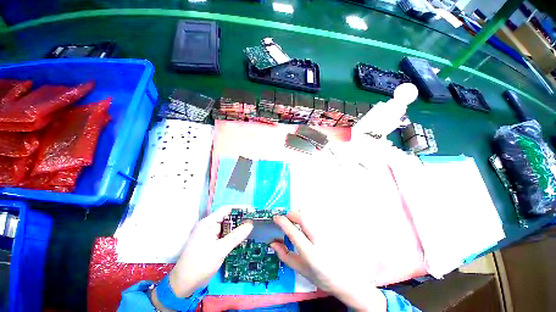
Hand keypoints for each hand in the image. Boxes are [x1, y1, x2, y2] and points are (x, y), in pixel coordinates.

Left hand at [154, 206, 252, 305]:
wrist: (184, 284)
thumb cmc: (200, 264)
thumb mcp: (220, 250)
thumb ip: (236, 236)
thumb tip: (250, 224)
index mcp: (208, 223)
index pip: (226, 210)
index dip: (239, 209)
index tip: (252, 211)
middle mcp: (210, 226)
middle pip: (228, 218)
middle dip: (240, 219)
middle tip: (254, 221)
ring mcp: (211, 234)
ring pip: (227, 228)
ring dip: (238, 228)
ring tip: (252, 228)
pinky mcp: (213, 243)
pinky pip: (225, 235)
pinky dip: (233, 236)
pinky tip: (243, 238)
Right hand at [271, 212, 386, 311]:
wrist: (346, 279)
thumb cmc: (322, 277)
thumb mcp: (300, 269)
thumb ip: (284, 255)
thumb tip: (272, 243)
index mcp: (310, 253)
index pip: (293, 231)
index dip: (282, 222)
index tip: (275, 218)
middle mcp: (319, 240)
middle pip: (303, 217)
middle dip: (291, 215)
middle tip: (286, 220)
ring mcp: (327, 232)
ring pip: (309, 215)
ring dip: (299, 216)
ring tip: (295, 223)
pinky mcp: (331, 229)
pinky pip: (315, 217)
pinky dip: (307, 218)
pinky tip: (306, 226)